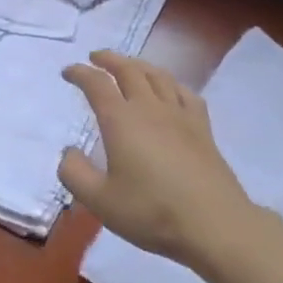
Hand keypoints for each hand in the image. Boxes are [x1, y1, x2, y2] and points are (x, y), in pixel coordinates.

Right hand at [58, 50, 251, 265]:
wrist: (214, 225)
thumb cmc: (151, 212)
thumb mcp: (100, 201)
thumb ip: (75, 173)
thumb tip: (69, 152)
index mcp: (121, 120)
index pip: (97, 84)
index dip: (80, 73)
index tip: (68, 72)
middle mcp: (150, 108)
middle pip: (128, 70)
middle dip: (109, 59)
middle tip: (95, 57)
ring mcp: (180, 115)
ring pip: (158, 76)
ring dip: (138, 65)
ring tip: (128, 66)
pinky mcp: (203, 128)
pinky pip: (185, 93)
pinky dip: (171, 83)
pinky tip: (170, 89)